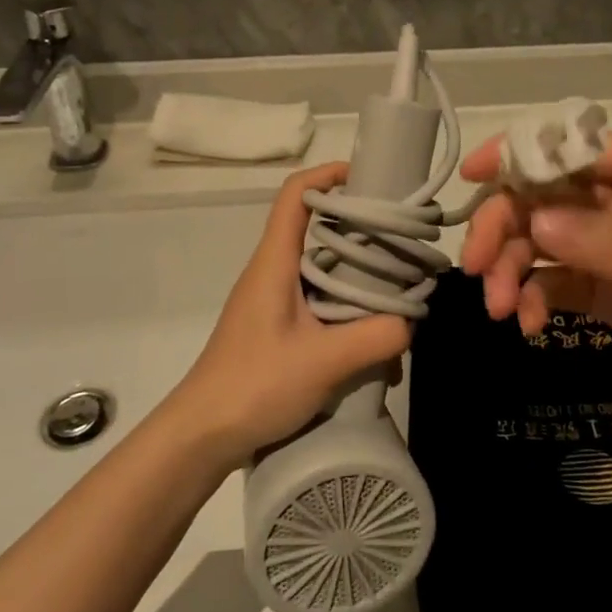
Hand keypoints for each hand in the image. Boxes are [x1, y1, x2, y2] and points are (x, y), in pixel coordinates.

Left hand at [166, 164, 410, 463]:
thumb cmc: (253, 386)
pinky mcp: (279, 329)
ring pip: (325, 272)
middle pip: (319, 230)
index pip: (296, 194)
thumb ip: (375, 338)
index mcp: (275, 262)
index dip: (329, 174)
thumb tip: (410, 323)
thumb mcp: (323, 362)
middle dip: (362, 232)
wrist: (201, 437)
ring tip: (398, 304)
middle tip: (403, 245)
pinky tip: (375, 353)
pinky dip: (350, 316)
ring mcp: (275, 302)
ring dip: (361, 283)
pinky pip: (322, 305)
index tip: (371, 178)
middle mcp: (274, 272)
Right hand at [459, 132, 611, 406]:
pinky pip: (552, 280)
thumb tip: (538, 221)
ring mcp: (611, 243)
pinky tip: (530, 326)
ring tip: (502, 311)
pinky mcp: (606, 285)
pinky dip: (532, 298)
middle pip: (543, 193)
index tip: (471, 176)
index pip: (571, 145)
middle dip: (505, 225)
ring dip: (511, 268)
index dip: (518, 152)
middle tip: (476, 268)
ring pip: (539, 237)